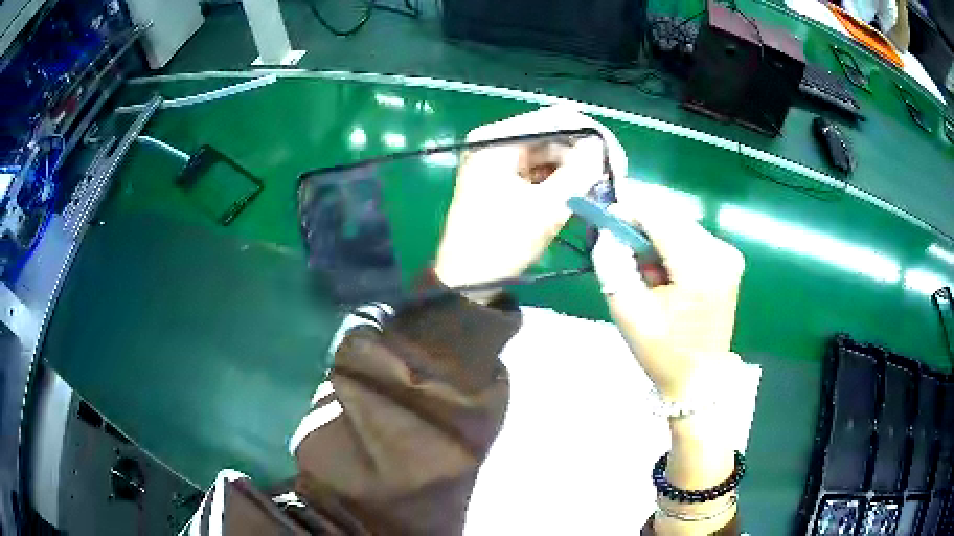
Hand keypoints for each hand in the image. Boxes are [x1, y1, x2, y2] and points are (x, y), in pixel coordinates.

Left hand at [434, 107, 625, 299]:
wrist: (467, 280)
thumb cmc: (501, 244)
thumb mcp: (546, 207)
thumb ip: (580, 172)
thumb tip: (603, 148)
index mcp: (498, 139)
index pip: (557, 118)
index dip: (592, 135)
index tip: (618, 161)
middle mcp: (497, 141)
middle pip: (555, 134)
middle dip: (586, 154)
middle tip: (613, 179)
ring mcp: (500, 159)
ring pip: (552, 152)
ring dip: (577, 168)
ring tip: (599, 190)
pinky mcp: (505, 177)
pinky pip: (543, 169)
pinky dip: (563, 179)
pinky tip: (580, 194)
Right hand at [592, 184, 746, 533]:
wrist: (699, 380)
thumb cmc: (663, 354)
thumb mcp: (629, 312)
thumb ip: (613, 264)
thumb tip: (607, 230)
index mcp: (700, 268)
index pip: (660, 216)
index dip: (629, 209)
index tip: (605, 218)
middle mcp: (721, 252)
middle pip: (672, 215)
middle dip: (642, 223)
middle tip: (620, 248)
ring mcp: (728, 254)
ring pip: (680, 223)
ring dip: (655, 237)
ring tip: (644, 271)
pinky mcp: (728, 259)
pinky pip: (690, 236)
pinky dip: (670, 245)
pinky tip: (663, 272)